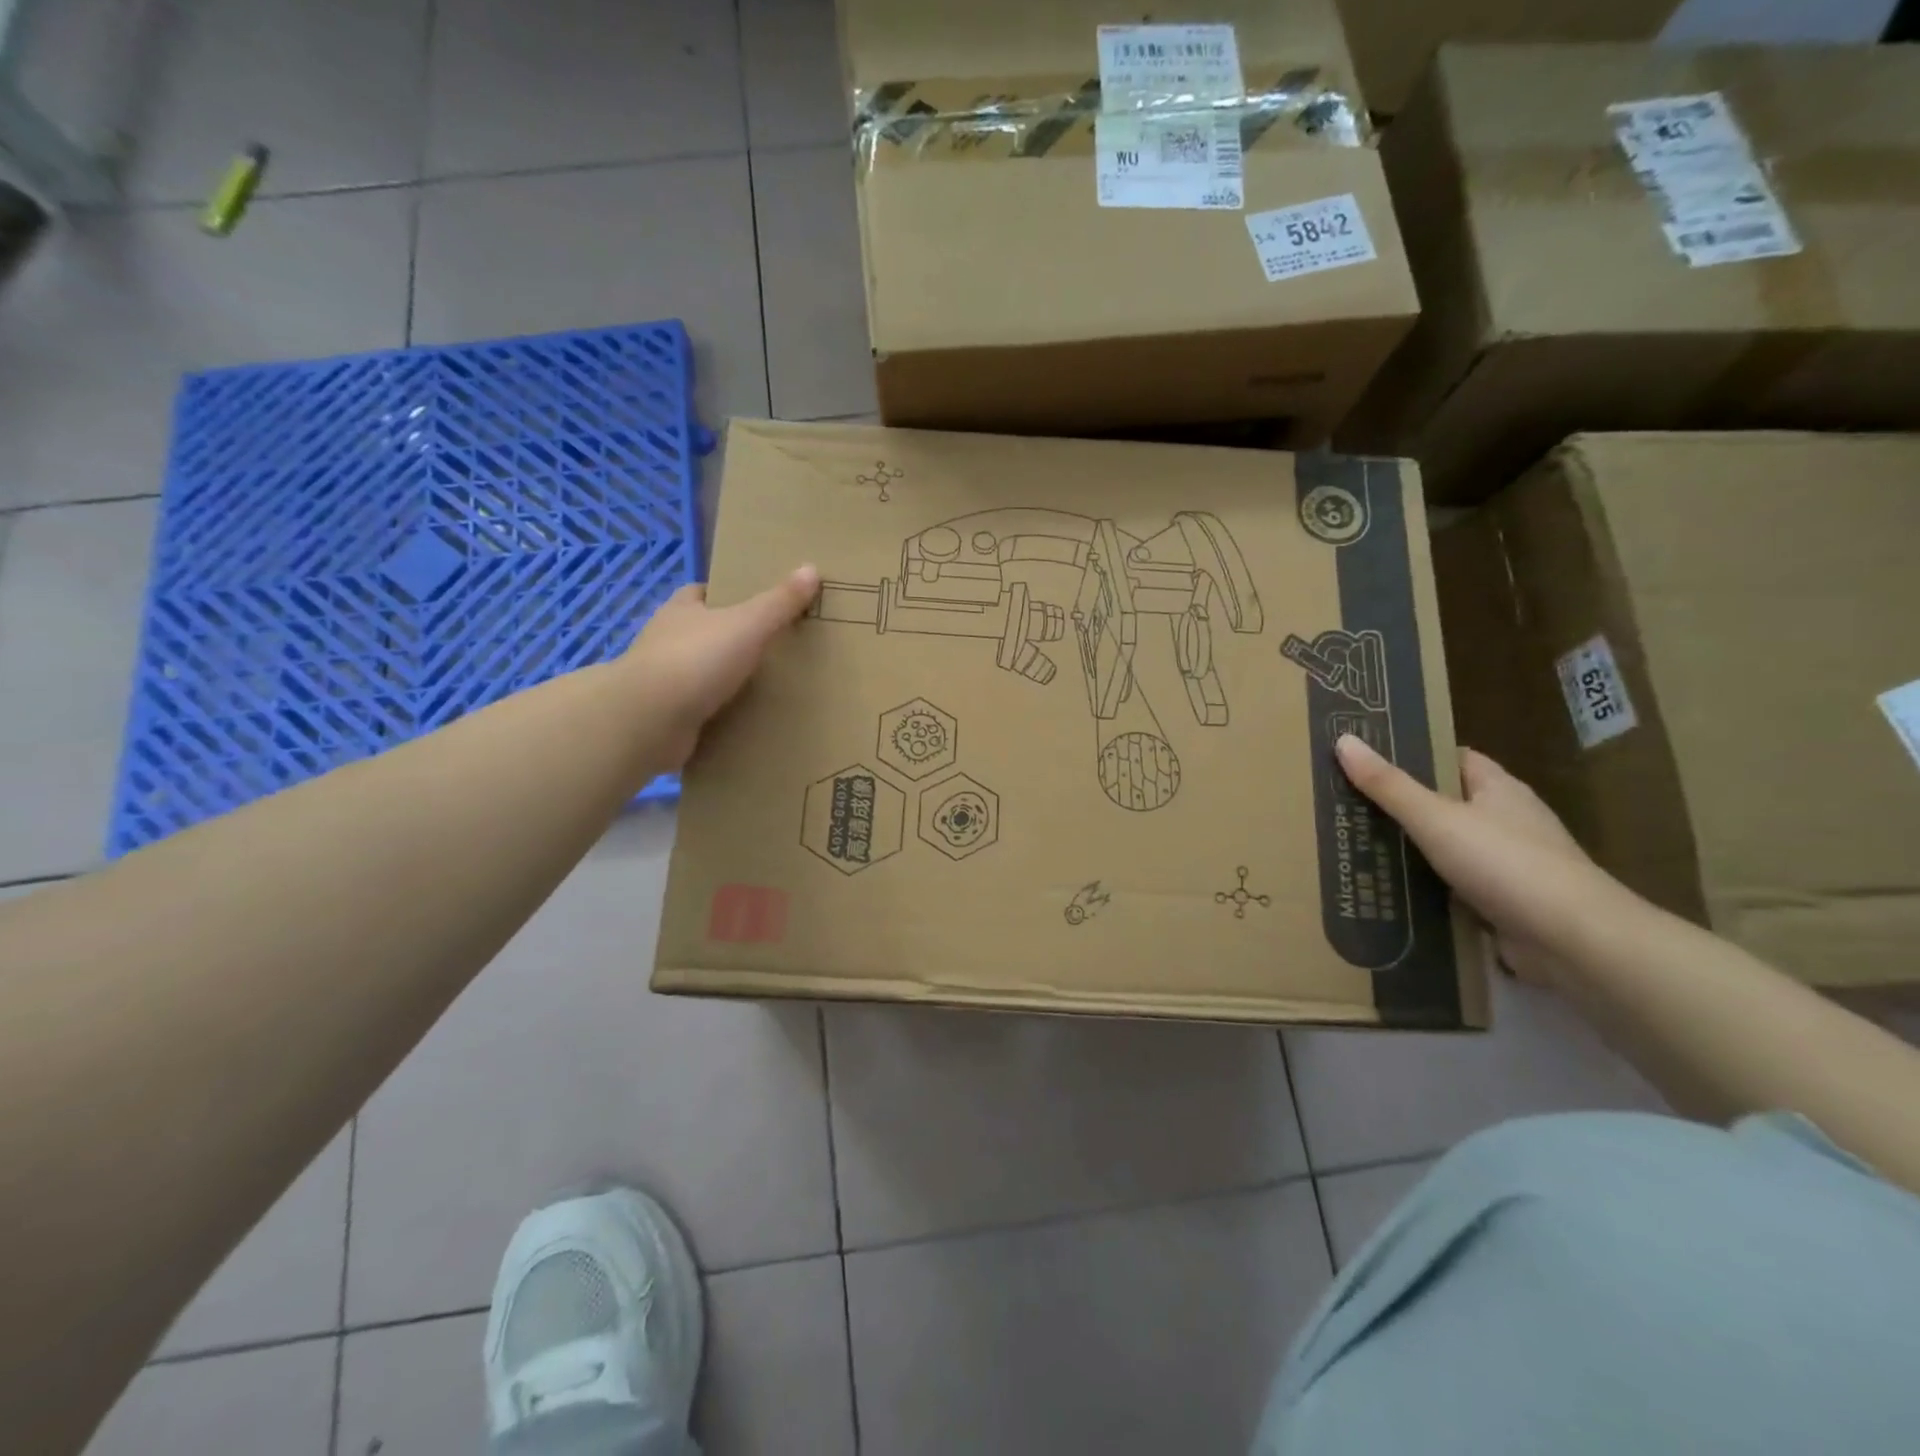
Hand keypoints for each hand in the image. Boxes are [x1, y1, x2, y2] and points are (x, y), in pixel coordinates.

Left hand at [623, 566, 819, 766]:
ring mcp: (663, 681)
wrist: (648, 720)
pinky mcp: (665, 716)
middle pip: (703, 633)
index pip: (702, 593)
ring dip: (724, 680)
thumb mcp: (748, 625)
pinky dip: (717, 714)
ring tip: (765, 688)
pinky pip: (698, 710)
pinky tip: (744, 720)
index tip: (757, 604)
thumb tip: (811, 568)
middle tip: (772, 648)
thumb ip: (779, 602)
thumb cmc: (696, 660)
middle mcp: (666, 640)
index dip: (726, 596)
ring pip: (700, 673)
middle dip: (730, 639)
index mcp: (681, 610)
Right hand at [1334, 735, 1629, 984]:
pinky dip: (1426, 890)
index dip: (1414, 754)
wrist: (1574, 941)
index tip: (1368, 758)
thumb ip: (1388, 785)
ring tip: (1355, 848)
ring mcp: (1510, 866)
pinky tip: (1389, 893)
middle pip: (1447, 804)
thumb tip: (1343, 740)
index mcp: (1500, 789)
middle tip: (1346, 805)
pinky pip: (1455, 888)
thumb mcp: (1435, 818)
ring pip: (1449, 849)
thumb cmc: (1506, 863)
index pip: (1454, 758)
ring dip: (1412, 851)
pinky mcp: (1506, 905)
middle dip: (1402, 806)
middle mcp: (1508, 821)